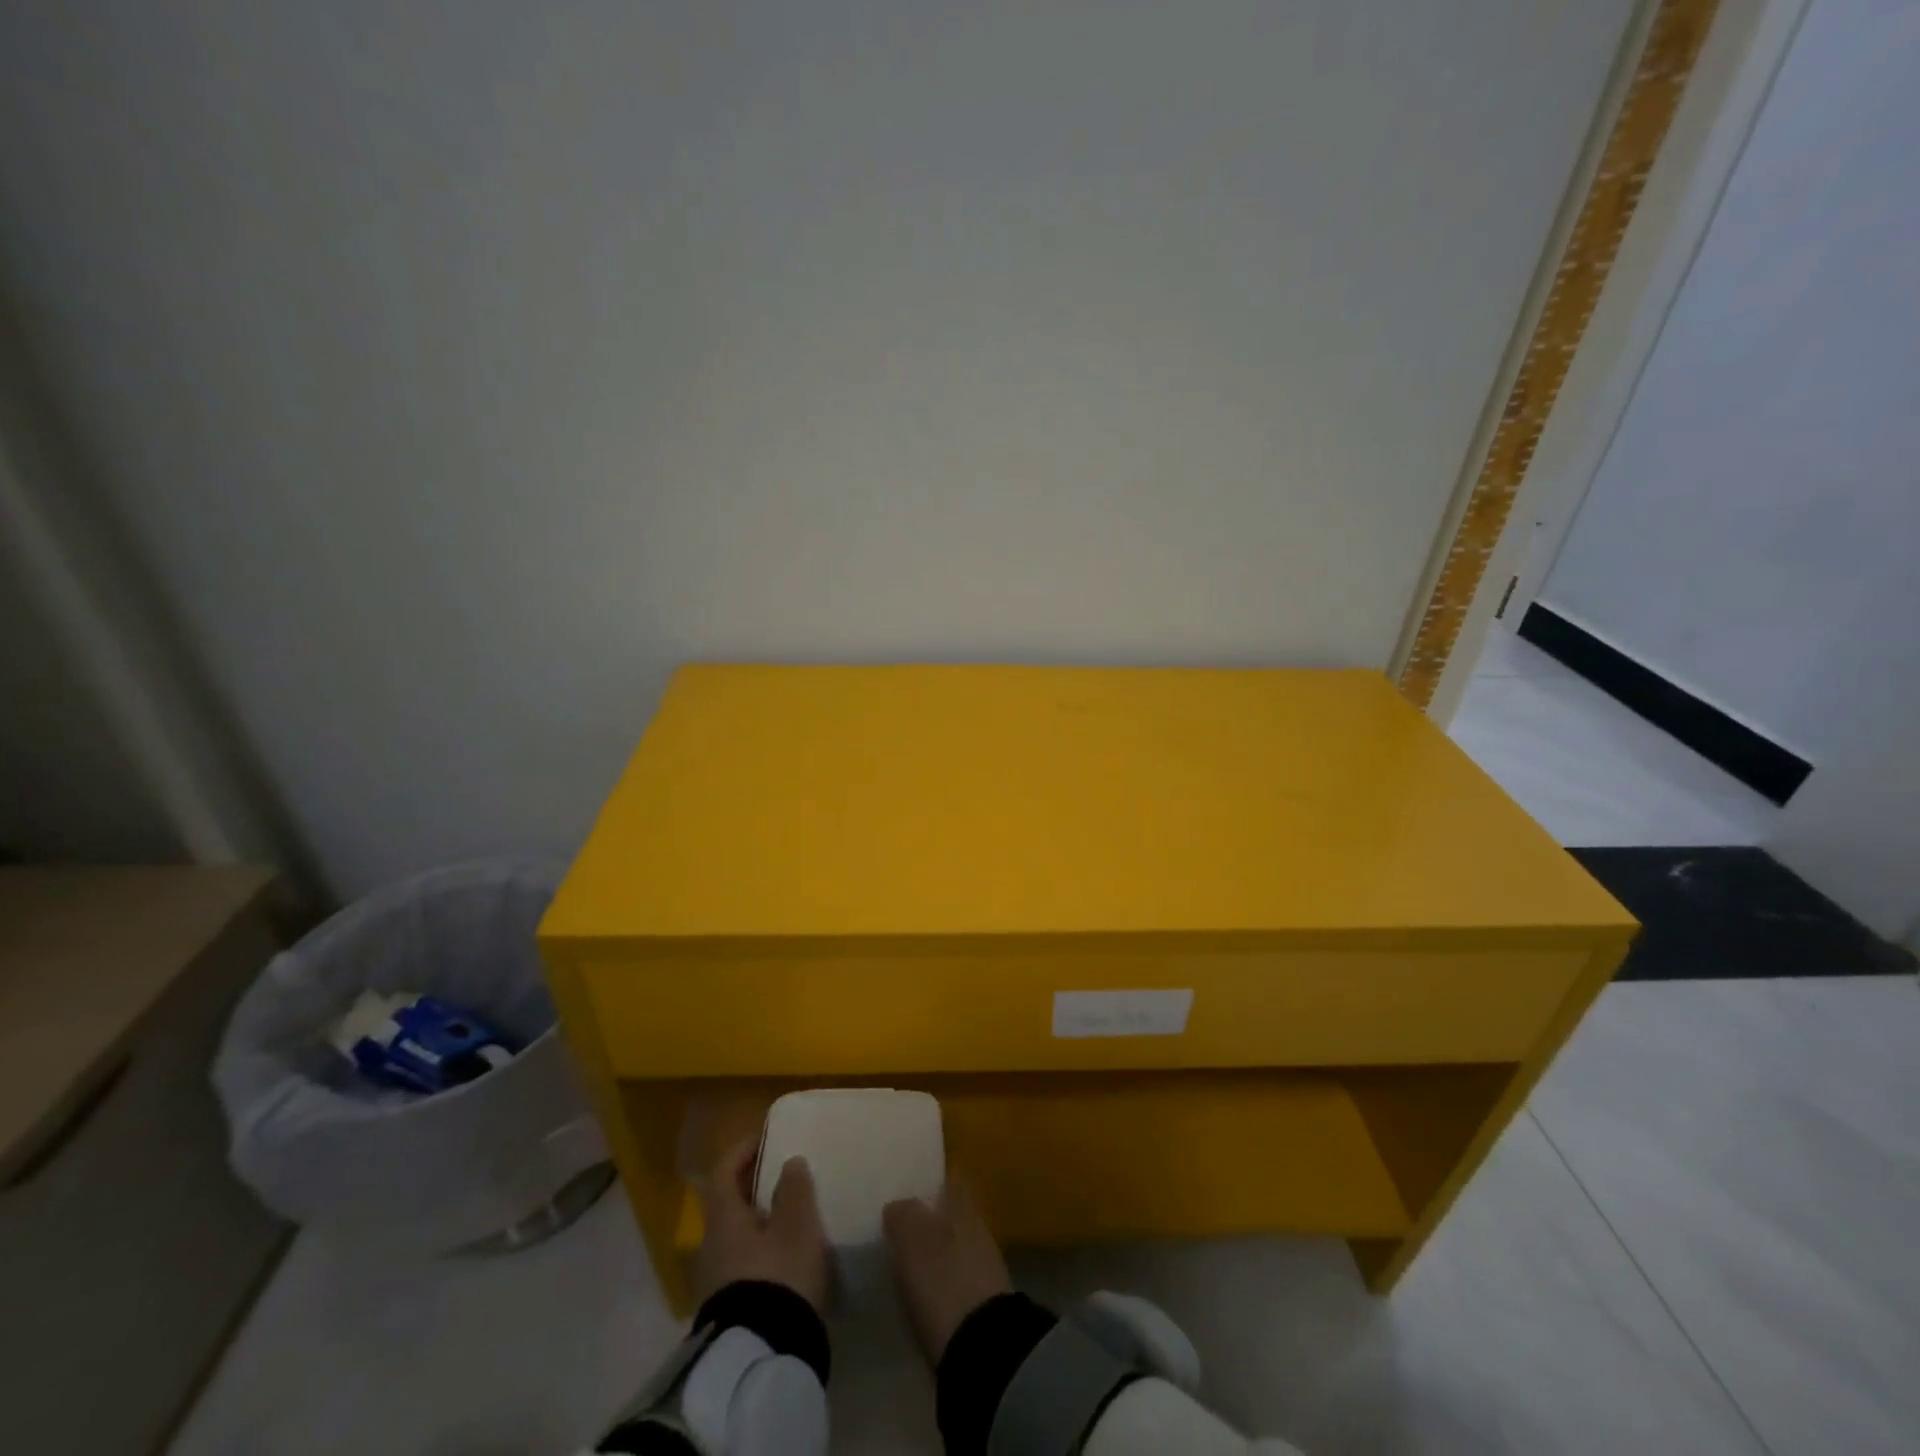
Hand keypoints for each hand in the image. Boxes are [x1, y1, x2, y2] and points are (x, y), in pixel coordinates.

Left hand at [695, 1138, 830, 1311]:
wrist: (762, 1357)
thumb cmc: (779, 1275)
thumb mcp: (797, 1225)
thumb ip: (794, 1189)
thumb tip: (788, 1162)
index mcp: (723, 1219)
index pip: (722, 1172)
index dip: (742, 1150)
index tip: (765, 1137)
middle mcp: (711, 1246)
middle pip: (728, 1205)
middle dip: (754, 1187)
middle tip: (784, 1174)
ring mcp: (716, 1281)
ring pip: (736, 1236)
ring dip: (760, 1220)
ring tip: (792, 1216)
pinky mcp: (730, 1309)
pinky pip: (744, 1263)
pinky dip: (762, 1250)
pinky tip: (787, 1256)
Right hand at [883, 1180, 1013, 1363]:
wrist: (980, 1346)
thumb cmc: (942, 1279)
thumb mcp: (911, 1239)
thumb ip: (902, 1213)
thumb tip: (897, 1205)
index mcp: (962, 1204)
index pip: (950, 1179)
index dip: (931, 1180)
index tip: (908, 1185)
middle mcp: (977, 1226)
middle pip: (951, 1213)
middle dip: (930, 1217)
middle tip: (898, 1225)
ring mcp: (983, 1264)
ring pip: (954, 1244)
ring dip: (935, 1250)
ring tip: (905, 1260)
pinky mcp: (982, 1300)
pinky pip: (956, 1276)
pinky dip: (941, 1279)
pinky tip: (922, 1291)